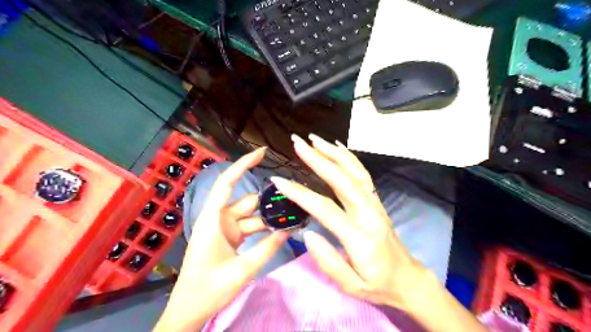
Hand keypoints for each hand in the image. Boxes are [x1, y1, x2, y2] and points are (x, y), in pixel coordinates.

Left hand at [155, 147, 288, 331]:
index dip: (243, 165)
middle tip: (295, 197)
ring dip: (269, 217)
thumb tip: (289, 229)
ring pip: (251, 215)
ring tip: (293, 215)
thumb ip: (268, 248)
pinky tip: (281, 228)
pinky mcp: (229, 237)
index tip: (261, 152)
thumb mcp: (243, 269)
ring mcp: (224, 228)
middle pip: (248, 202)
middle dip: (270, 200)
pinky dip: (264, 228)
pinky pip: (250, 226)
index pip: (227, 183)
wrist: (189, 310)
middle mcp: (218, 218)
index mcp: (213, 219)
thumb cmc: (208, 289)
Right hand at [270, 133, 434, 310]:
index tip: (279, 181)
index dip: (301, 193)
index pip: (325, 209)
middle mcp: (368, 214)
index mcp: (360, 238)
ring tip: (314, 139)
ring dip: (333, 153)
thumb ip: (328, 262)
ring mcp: (374, 204)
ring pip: (354, 171)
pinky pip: (362, 174)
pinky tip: (337, 147)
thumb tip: (307, 234)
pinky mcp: (375, 200)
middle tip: (297, 144)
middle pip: (342, 180)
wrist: (408, 279)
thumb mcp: (351, 286)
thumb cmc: (378, 285)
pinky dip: (349, 158)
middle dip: (317, 159)